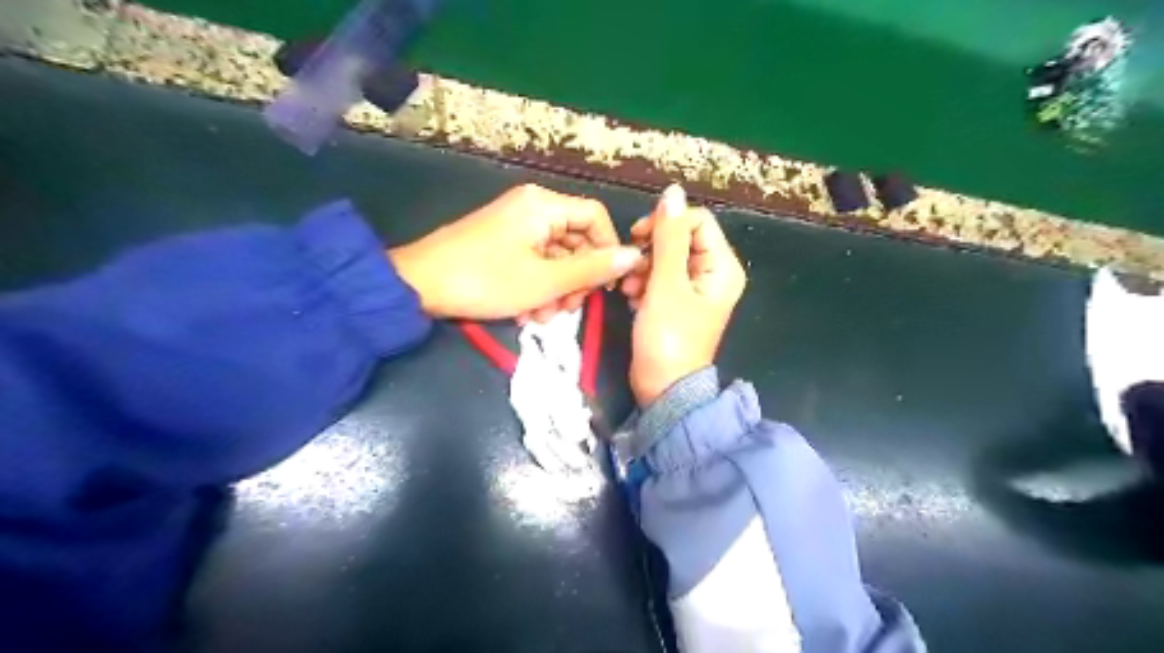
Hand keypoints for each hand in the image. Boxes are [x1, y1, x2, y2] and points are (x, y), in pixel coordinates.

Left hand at [391, 184, 645, 319]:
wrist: (418, 286)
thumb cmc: (486, 280)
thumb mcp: (546, 280)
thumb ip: (592, 269)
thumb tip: (635, 255)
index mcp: (544, 205)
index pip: (595, 217)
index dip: (608, 250)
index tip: (607, 285)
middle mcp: (532, 208)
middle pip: (575, 239)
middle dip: (576, 279)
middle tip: (568, 308)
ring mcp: (514, 225)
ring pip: (555, 257)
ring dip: (556, 289)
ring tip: (541, 316)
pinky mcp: (501, 243)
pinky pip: (534, 262)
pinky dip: (536, 287)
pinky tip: (526, 312)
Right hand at [622, 184, 748, 405]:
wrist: (663, 388)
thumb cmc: (668, 338)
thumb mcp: (666, 284)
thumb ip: (669, 237)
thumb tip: (673, 192)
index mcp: (722, 266)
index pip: (696, 221)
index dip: (666, 224)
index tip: (638, 238)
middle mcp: (713, 273)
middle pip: (681, 238)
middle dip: (651, 250)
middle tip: (631, 268)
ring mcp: (695, 289)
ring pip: (666, 258)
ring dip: (643, 268)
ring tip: (629, 289)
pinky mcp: (678, 302)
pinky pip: (661, 277)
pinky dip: (644, 283)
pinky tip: (632, 298)